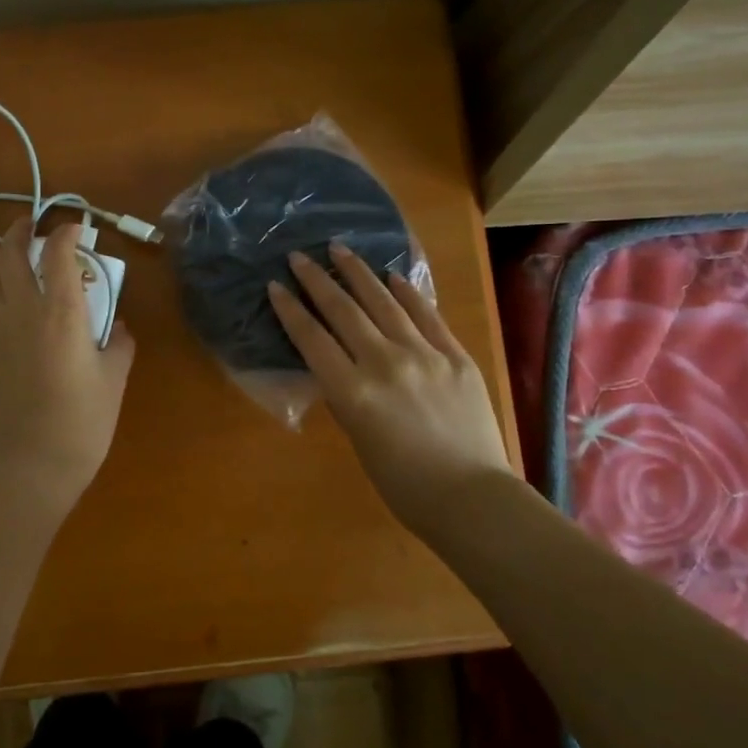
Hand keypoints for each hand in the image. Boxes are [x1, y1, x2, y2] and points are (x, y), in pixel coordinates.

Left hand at [0, 217, 136, 506]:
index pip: (58, 253)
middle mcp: (22, 311)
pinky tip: (11, 307)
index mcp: (62, 313)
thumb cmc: (84, 420)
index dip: (66, 232)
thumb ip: (120, 343)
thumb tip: (118, 327)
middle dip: (21, 231)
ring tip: (19, 260)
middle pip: (11, 254)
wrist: (33, 462)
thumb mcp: (115, 378)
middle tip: (32, 223)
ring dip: (4, 260)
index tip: (76, 228)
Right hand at [267, 244, 509, 522]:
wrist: (472, 498)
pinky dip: (407, 293)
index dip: (290, 310)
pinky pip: (427, 315)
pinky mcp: (455, 355)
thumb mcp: (359, 441)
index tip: (276, 286)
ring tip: (340, 249)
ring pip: (384, 303)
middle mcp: (384, 363)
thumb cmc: (405, 485)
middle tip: (299, 256)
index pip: (312, 340)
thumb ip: (347, 398)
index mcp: (353, 393)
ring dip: (358, 273)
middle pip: (343, 312)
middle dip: (317, 280)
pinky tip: (393, 277)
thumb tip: (339, 368)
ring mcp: (424, 355)